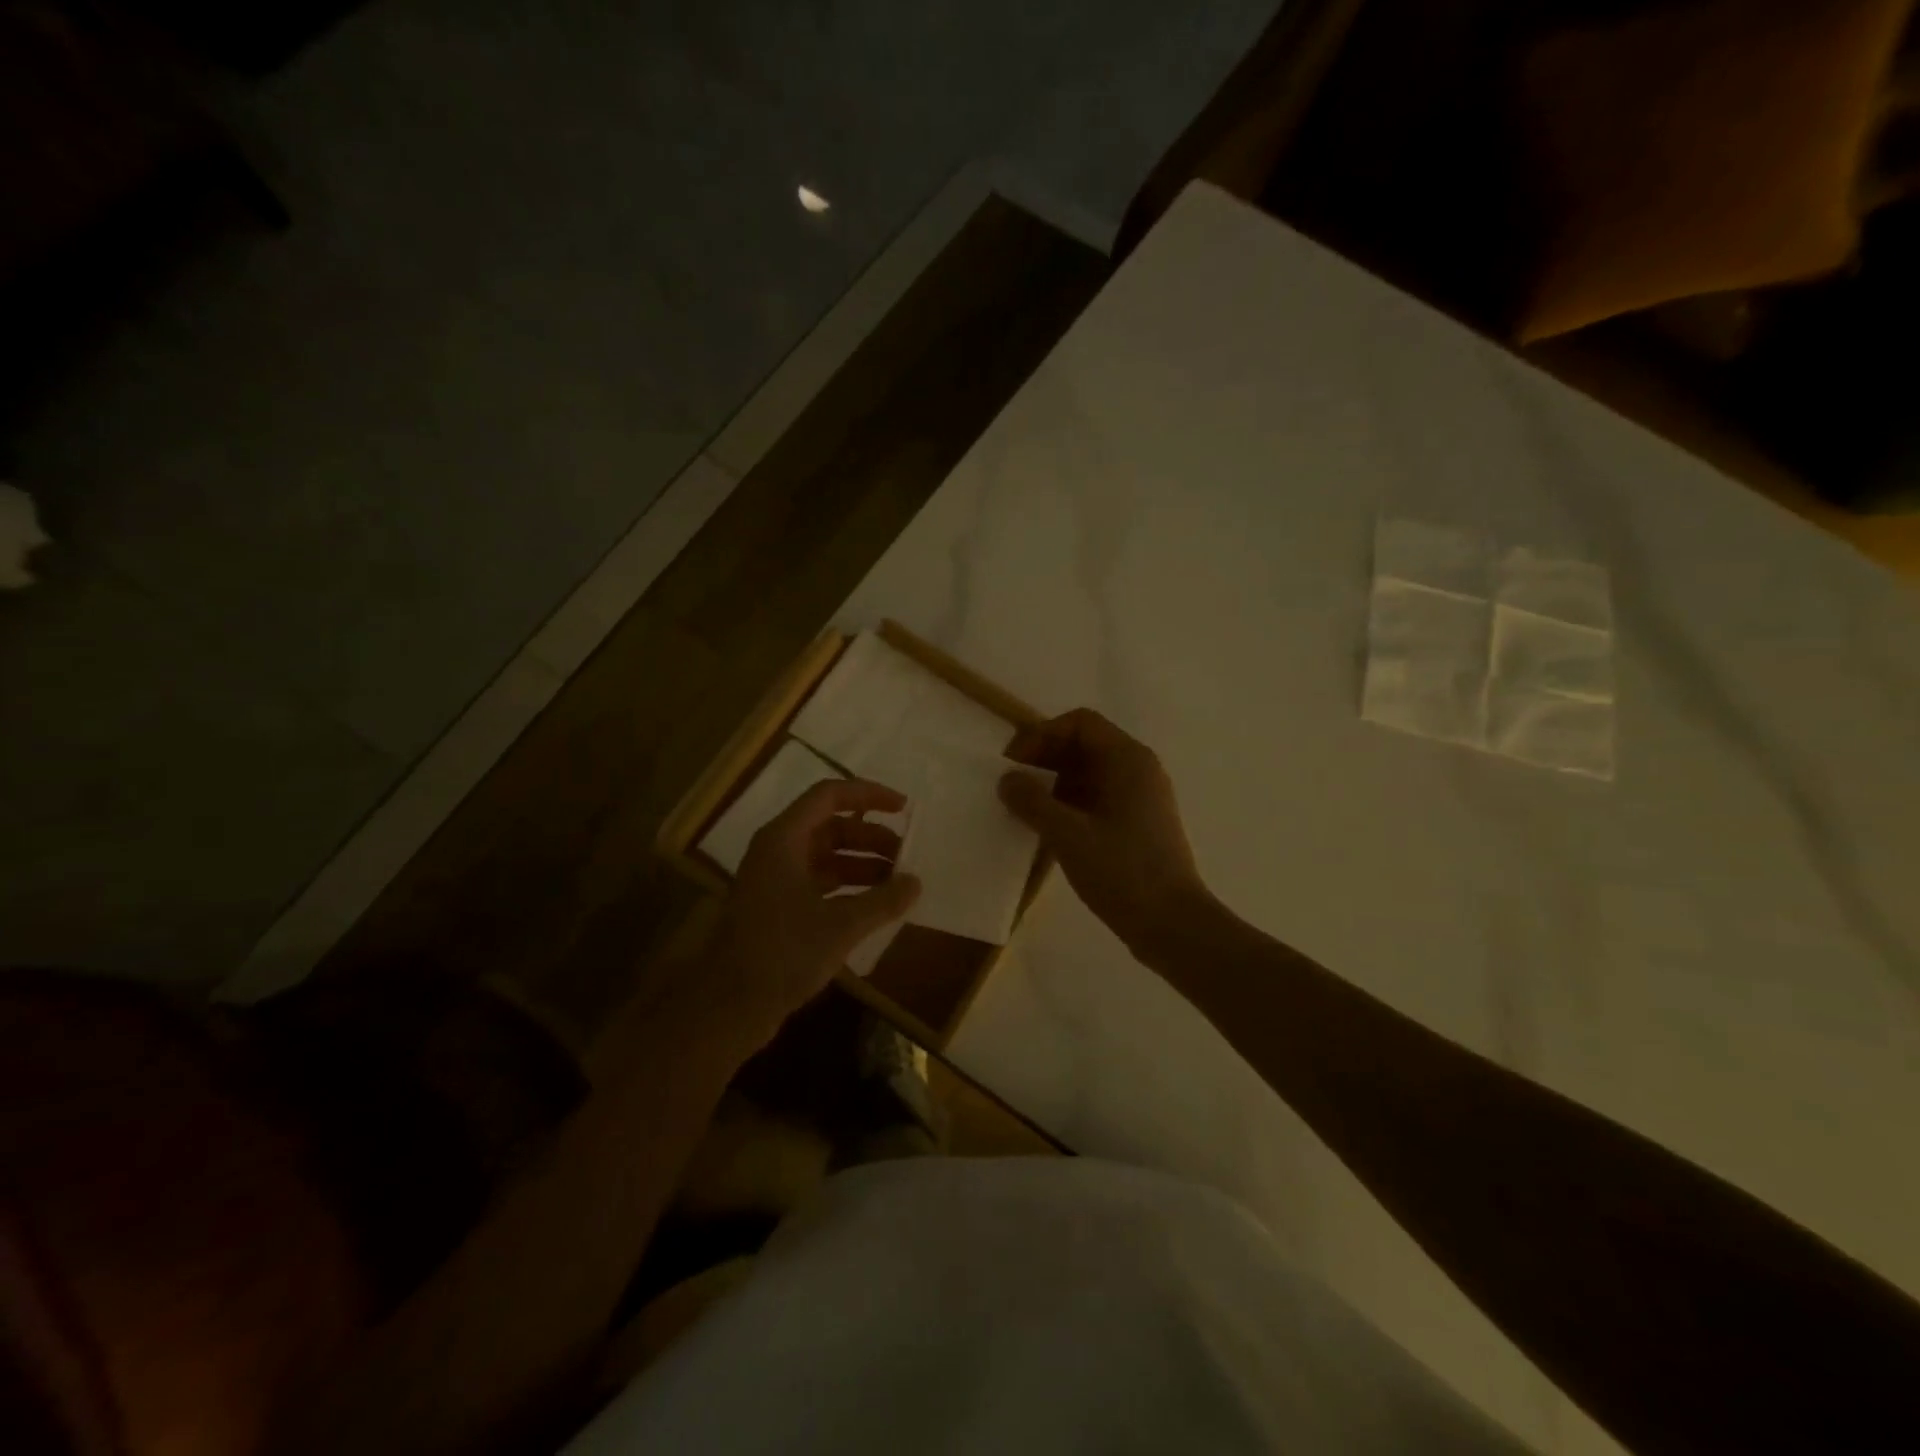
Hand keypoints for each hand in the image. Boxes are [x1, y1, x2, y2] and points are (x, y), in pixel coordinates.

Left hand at [704, 779, 920, 1047]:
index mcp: (784, 839)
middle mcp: (778, 852)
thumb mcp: (841, 925)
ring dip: (863, 864)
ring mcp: (776, 881)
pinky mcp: (778, 909)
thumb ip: (882, 900)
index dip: (869, 795)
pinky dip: (848, 888)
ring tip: (898, 883)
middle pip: (831, 827)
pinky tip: (875, 907)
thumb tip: (915, 882)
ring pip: (826, 857)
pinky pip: (819, 884)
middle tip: (907, 856)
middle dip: (871, 838)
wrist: (728, 1007)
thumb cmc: (782, 953)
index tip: (904, 808)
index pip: (829, 795)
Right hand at [1000, 709, 1212, 956]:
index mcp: (1128, 759)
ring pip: (1090, 774)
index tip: (1014, 763)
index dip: (1042, 735)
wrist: (1173, 926)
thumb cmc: (1123, 872)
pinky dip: (1070, 805)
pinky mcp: (1138, 825)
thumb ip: (1032, 802)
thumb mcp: (1069, 836)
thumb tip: (1007, 779)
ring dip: (1054, 784)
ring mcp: (1141, 798)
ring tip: (1024, 810)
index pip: (1080, 723)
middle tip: (1012, 787)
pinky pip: (1098, 799)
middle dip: (1045, 760)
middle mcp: (1138, 770)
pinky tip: (1047, 830)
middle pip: (1084, 745)